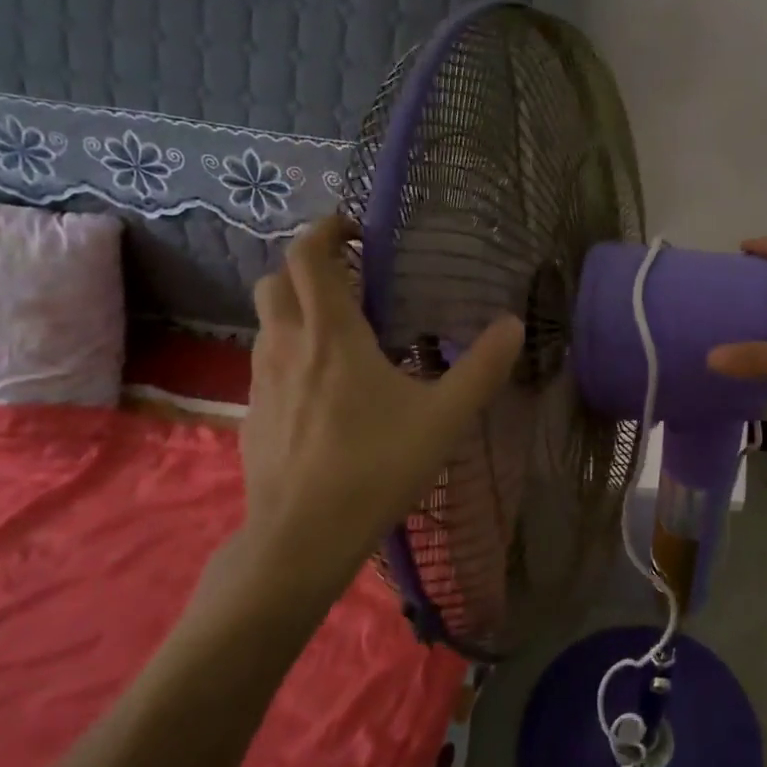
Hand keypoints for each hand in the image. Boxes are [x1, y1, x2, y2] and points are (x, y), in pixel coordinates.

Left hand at [223, 215, 524, 615]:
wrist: (303, 537)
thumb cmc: (376, 466)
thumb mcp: (445, 417)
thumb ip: (483, 367)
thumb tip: (514, 325)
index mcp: (331, 334)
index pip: (307, 256)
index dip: (326, 230)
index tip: (356, 231)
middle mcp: (288, 346)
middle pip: (276, 281)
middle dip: (308, 268)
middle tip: (351, 282)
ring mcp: (261, 381)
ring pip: (269, 323)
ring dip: (299, 311)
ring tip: (345, 336)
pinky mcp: (253, 415)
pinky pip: (268, 364)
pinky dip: (292, 354)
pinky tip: (326, 392)